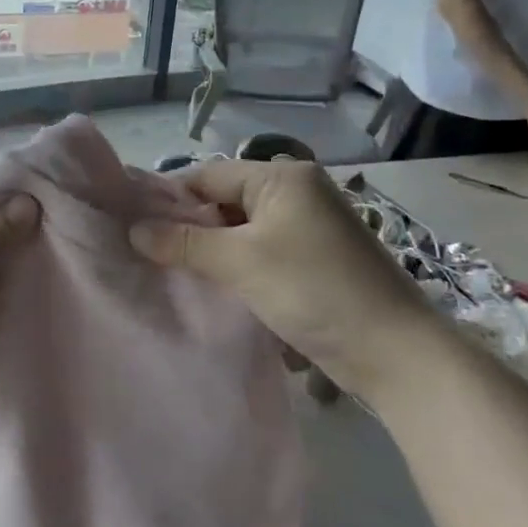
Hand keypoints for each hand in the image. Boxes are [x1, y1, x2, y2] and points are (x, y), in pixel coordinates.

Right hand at [128, 160, 433, 393]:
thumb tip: (134, 229)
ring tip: (174, 273)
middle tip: (149, 255)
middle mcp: (298, 193)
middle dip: (190, 228)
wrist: (394, 351)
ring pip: (242, 231)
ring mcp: (309, 228)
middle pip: (226, 202)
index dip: (170, 198)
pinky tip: (214, 289)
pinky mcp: (315, 261)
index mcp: (283, 177)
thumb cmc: (313, 290)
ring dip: (212, 252)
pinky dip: (238, 267)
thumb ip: (184, 243)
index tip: (134, 227)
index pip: (209, 175)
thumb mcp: (241, 262)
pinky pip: (262, 253)